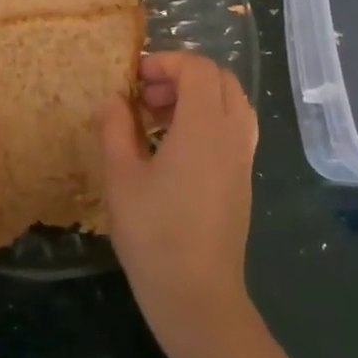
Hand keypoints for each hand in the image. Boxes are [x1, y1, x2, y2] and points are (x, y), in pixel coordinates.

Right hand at [100, 52, 258, 357]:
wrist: (197, 296)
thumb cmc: (153, 234)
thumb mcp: (121, 176)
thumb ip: (116, 127)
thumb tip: (114, 99)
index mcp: (205, 126)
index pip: (198, 67)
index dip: (166, 61)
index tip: (135, 78)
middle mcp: (233, 134)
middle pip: (220, 79)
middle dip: (182, 76)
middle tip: (146, 96)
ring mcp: (243, 158)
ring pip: (231, 103)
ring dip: (197, 97)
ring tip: (157, 120)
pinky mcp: (243, 179)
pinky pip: (234, 128)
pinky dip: (208, 120)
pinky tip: (174, 148)